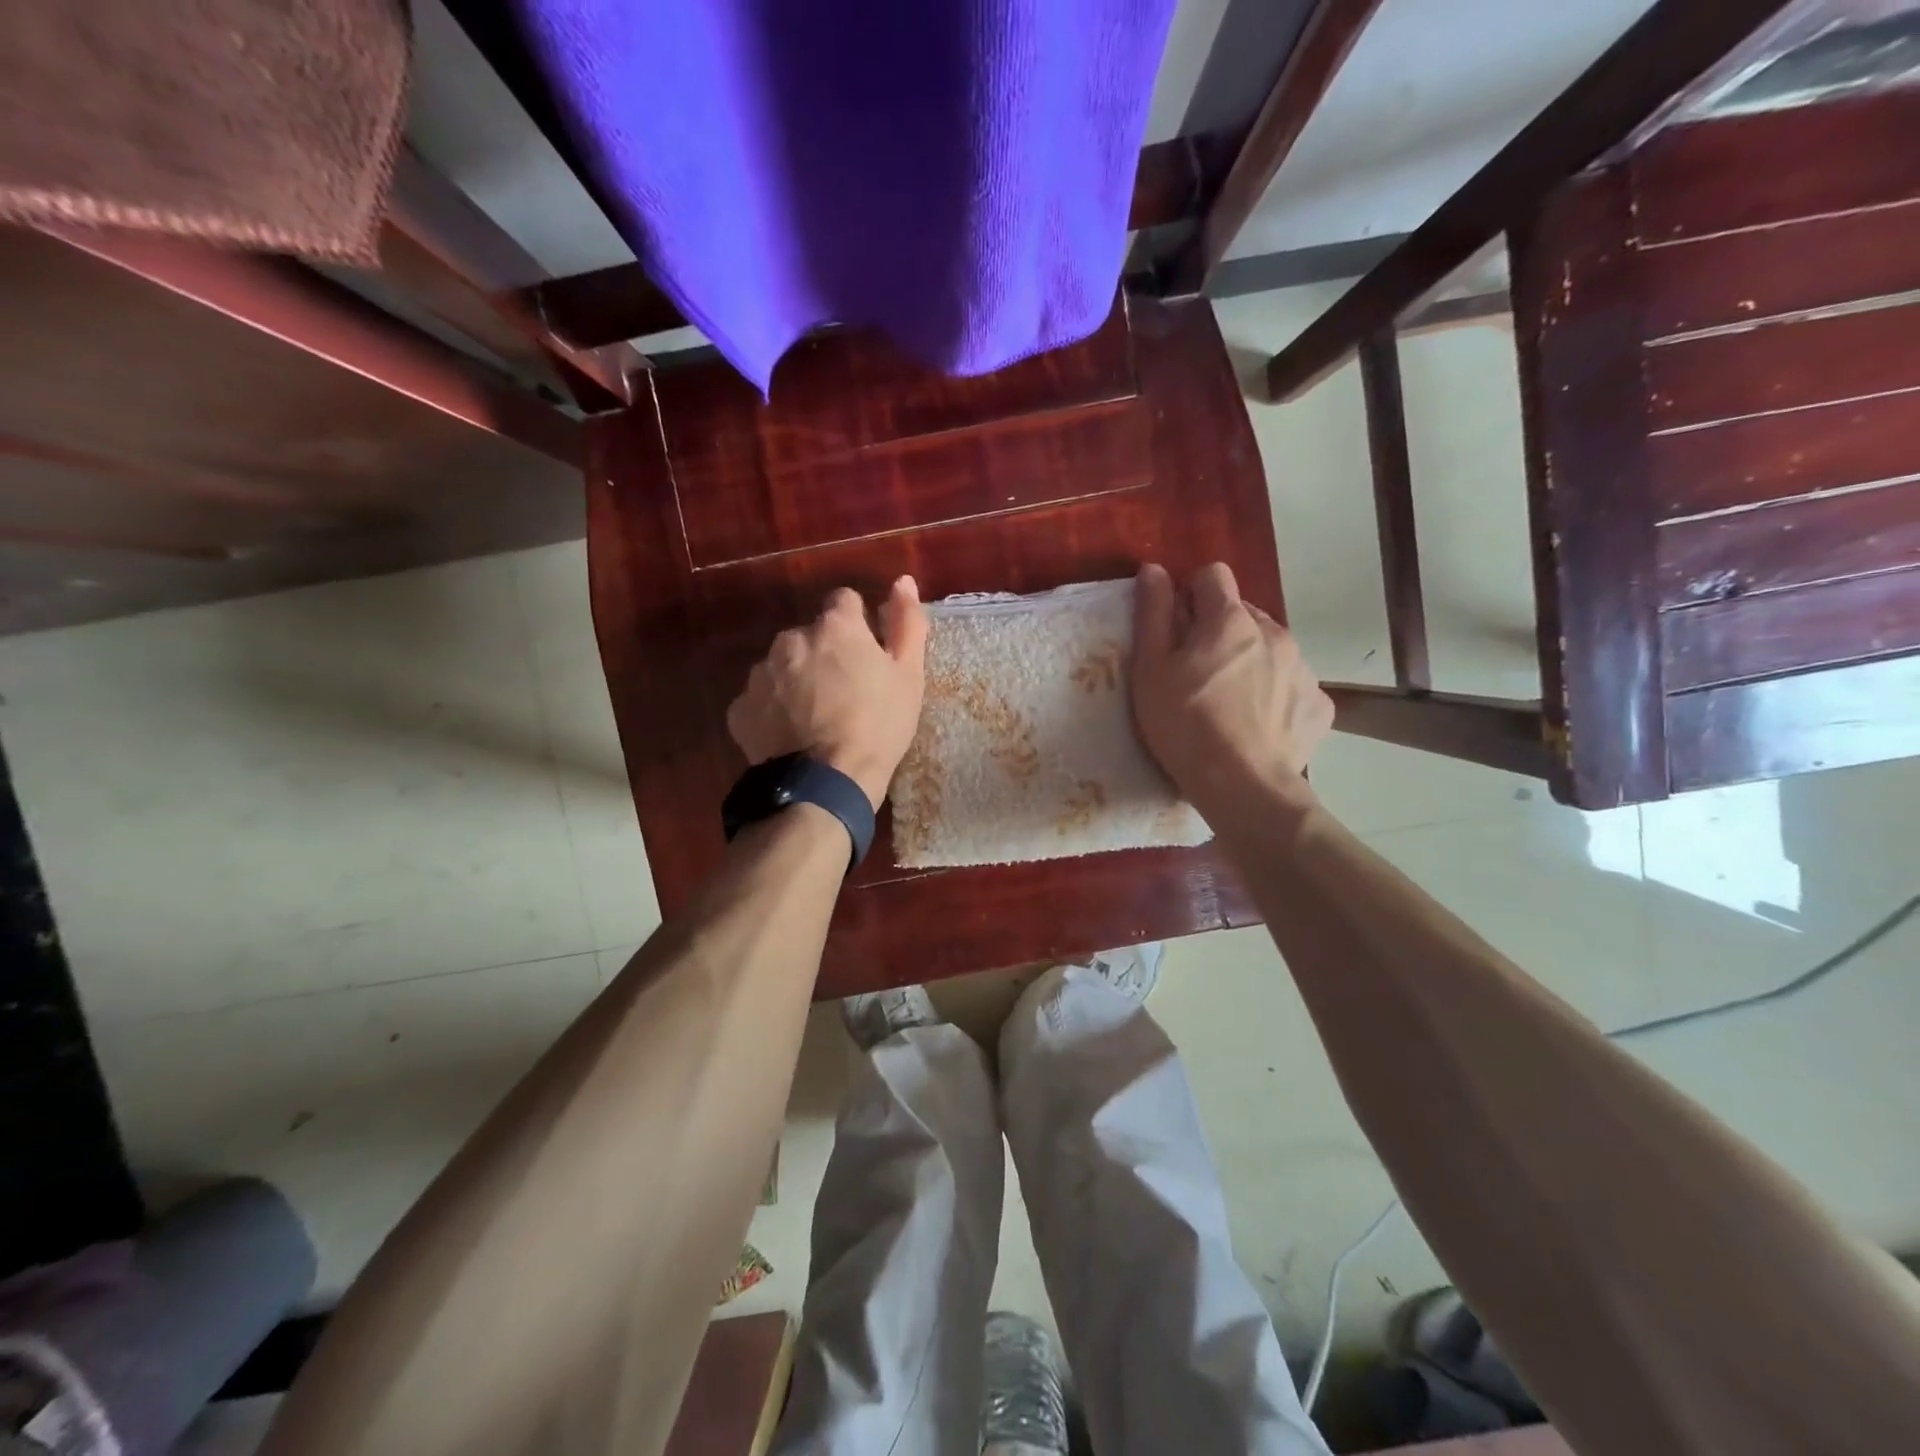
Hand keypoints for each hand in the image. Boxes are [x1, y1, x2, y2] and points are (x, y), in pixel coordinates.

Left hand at [726, 577, 927, 808]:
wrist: (826, 784)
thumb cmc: (878, 726)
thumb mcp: (908, 676)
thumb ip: (907, 622)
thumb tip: (903, 581)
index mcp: (835, 626)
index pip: (845, 602)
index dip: (858, 626)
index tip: (867, 656)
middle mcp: (791, 638)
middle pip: (810, 635)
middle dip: (823, 654)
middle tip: (843, 694)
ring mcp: (760, 673)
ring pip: (782, 665)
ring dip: (796, 680)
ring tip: (814, 718)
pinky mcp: (740, 708)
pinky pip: (761, 699)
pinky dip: (773, 710)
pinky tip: (791, 736)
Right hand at [1130, 562, 1332, 812]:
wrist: (1242, 786)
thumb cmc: (1184, 724)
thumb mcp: (1150, 669)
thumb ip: (1152, 613)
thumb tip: (1153, 568)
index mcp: (1230, 620)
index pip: (1213, 575)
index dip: (1190, 594)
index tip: (1177, 627)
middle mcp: (1274, 632)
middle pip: (1243, 614)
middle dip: (1220, 631)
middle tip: (1197, 674)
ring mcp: (1303, 668)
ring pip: (1271, 648)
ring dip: (1250, 661)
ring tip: (1228, 703)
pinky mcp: (1319, 705)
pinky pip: (1293, 685)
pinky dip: (1275, 695)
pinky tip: (1257, 725)